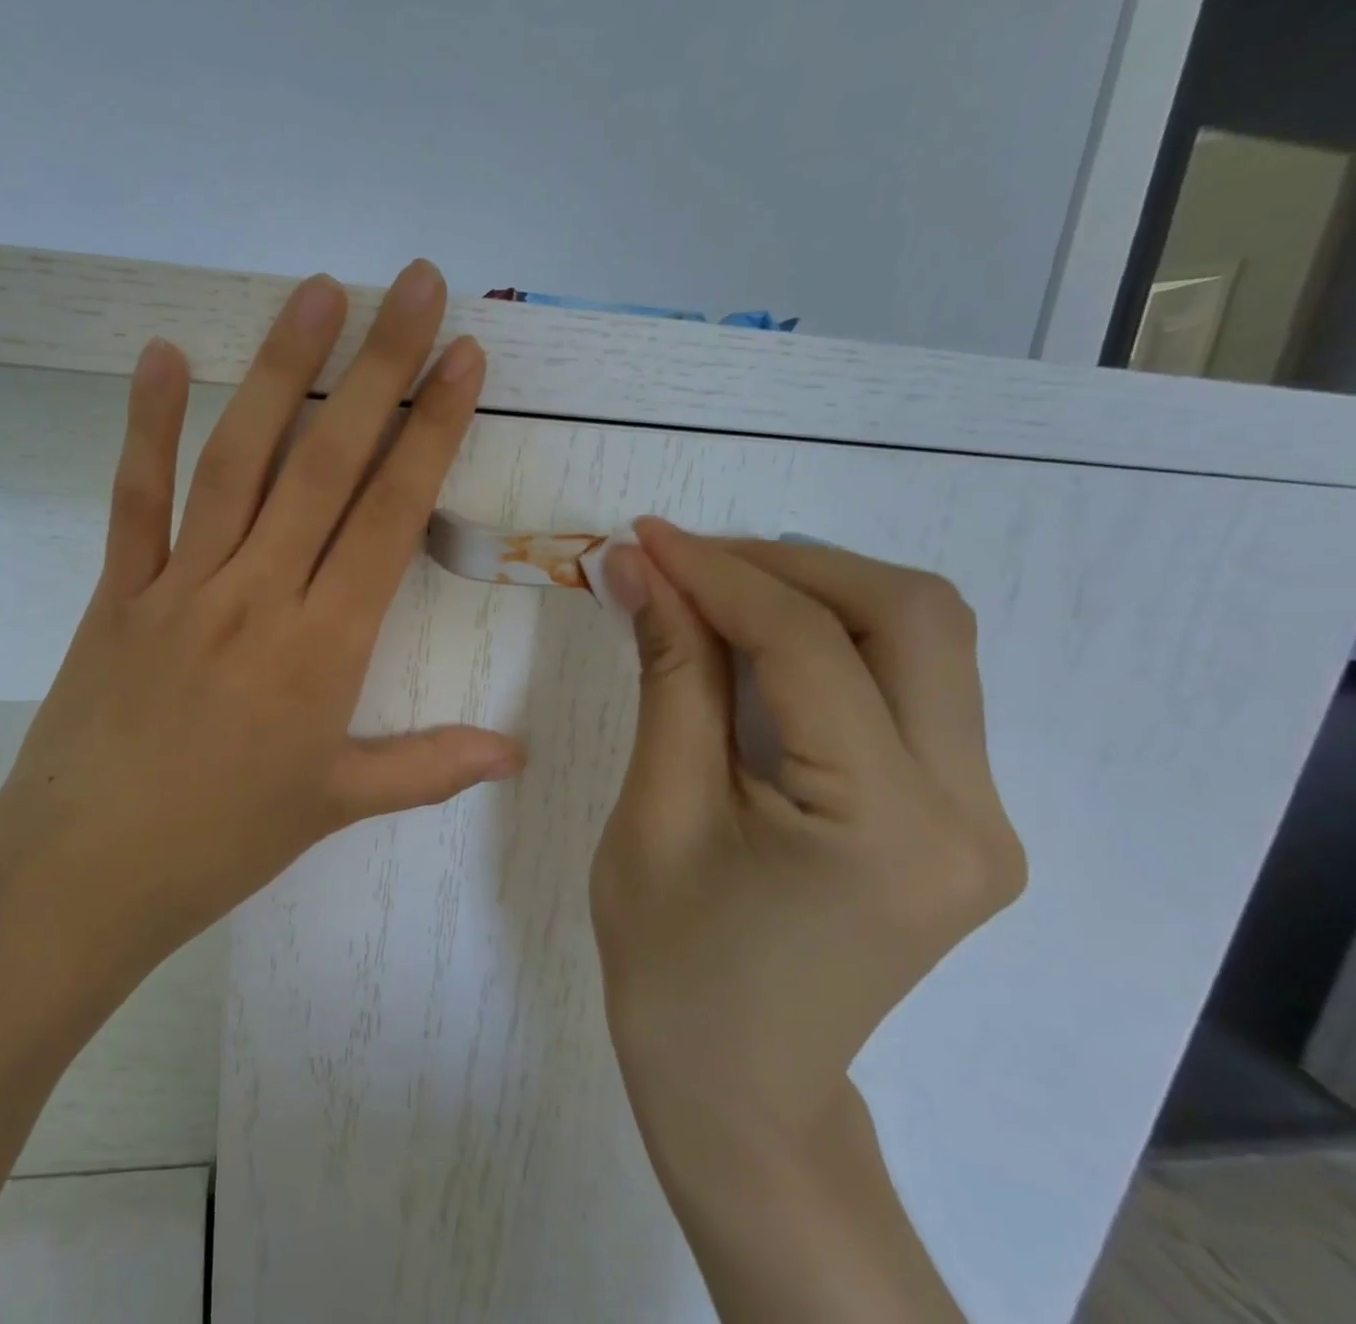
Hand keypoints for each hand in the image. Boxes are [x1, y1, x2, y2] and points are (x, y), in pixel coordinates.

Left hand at [0, 262, 520, 989]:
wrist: (82, 875)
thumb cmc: (219, 843)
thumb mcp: (334, 806)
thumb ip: (428, 768)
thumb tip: (515, 755)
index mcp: (322, 648)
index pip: (390, 516)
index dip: (431, 432)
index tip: (463, 360)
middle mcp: (258, 595)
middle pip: (327, 464)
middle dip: (379, 369)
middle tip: (414, 287)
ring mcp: (181, 586)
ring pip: (240, 461)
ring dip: (280, 372)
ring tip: (317, 295)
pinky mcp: (118, 593)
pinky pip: (136, 499)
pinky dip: (145, 426)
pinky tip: (161, 355)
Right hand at [592, 521, 1026, 1162]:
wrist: (737, 1083)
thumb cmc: (672, 961)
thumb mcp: (657, 809)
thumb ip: (667, 674)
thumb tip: (638, 568)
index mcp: (888, 827)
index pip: (810, 646)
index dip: (719, 574)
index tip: (644, 538)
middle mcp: (970, 812)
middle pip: (912, 618)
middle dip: (788, 564)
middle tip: (686, 557)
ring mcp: (980, 815)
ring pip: (924, 641)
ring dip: (816, 590)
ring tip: (713, 586)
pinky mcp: (957, 814)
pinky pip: (909, 686)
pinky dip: (831, 638)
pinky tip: (757, 637)